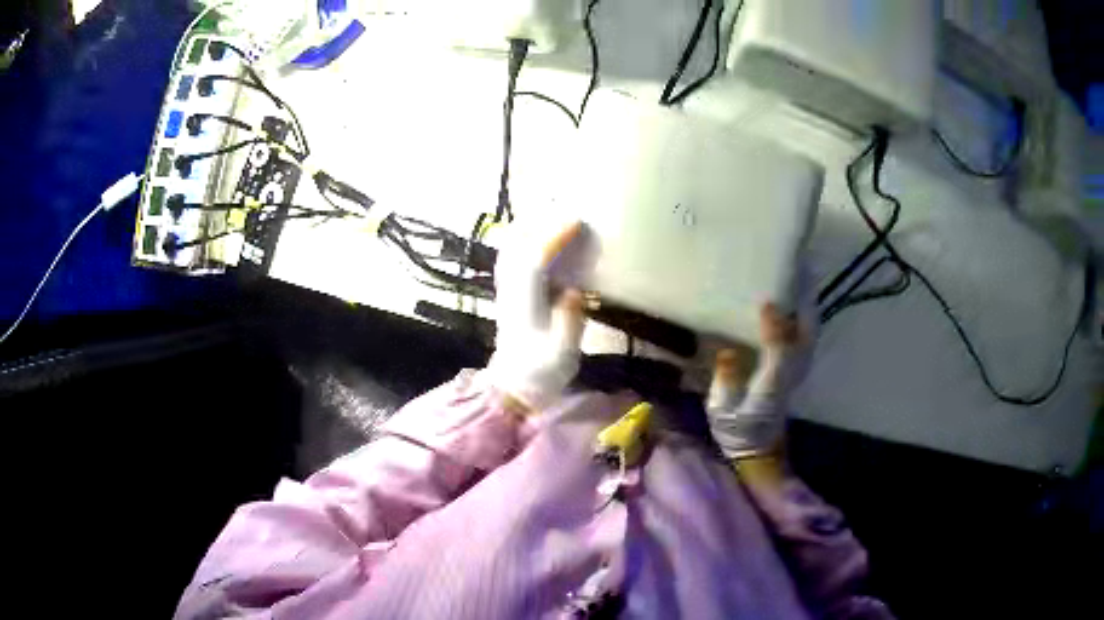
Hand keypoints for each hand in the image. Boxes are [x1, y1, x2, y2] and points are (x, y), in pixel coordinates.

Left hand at [487, 221, 589, 412]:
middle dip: (541, 223)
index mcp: (525, 305)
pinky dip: (525, 239)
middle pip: (517, 246)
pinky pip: (512, 256)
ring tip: (554, 214)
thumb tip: (573, 291)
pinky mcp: (509, 293)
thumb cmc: (540, 373)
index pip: (534, 261)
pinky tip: (538, 235)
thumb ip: (568, 322)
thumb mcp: (562, 354)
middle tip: (568, 209)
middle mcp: (511, 291)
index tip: (576, 222)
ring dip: (530, 227)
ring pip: (511, 248)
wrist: (513, 386)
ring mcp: (506, 290)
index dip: (553, 238)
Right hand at [707, 299, 813, 459]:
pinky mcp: (795, 370)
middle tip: (794, 278)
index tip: (766, 304)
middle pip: (805, 338)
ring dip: (806, 310)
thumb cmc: (736, 430)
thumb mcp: (721, 411)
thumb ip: (726, 382)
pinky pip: (805, 340)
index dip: (774, 328)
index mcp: (770, 386)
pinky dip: (804, 320)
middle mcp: (789, 375)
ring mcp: (796, 373)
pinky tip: (795, 306)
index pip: (779, 352)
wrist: (758, 449)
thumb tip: (727, 352)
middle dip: (802, 309)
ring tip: (798, 283)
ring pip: (808, 336)